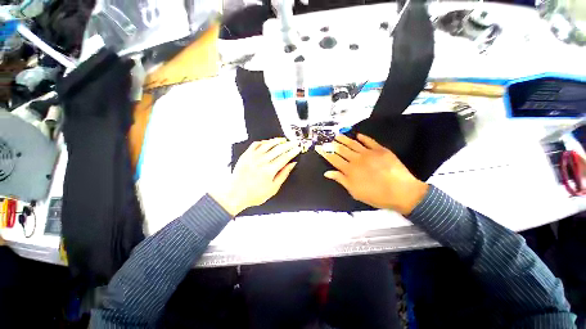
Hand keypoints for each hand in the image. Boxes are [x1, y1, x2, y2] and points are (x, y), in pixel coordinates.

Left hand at [211, 138, 300, 215]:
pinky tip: (268, 142)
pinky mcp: (246, 155)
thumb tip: (291, 165)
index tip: (297, 149)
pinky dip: (264, 141)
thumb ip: (283, 174)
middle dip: (289, 144)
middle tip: (294, 142)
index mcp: (269, 170)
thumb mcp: (273, 188)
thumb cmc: (254, 194)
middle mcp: (261, 161)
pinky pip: (256, 144)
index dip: (293, 152)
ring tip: (284, 140)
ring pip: (268, 144)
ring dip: (277, 141)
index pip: (285, 157)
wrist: (235, 194)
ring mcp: (253, 157)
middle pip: (278, 149)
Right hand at [316, 134, 428, 214]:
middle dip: (333, 144)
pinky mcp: (381, 150)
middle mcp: (357, 159)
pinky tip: (358, 135)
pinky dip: (363, 137)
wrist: (401, 192)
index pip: (334, 159)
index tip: (319, 147)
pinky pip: (370, 141)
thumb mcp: (355, 192)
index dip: (325, 153)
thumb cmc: (376, 195)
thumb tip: (327, 173)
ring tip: (338, 135)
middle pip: (342, 149)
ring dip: (344, 139)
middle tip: (327, 140)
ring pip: (353, 144)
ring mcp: (369, 153)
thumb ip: (341, 180)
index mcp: (349, 170)